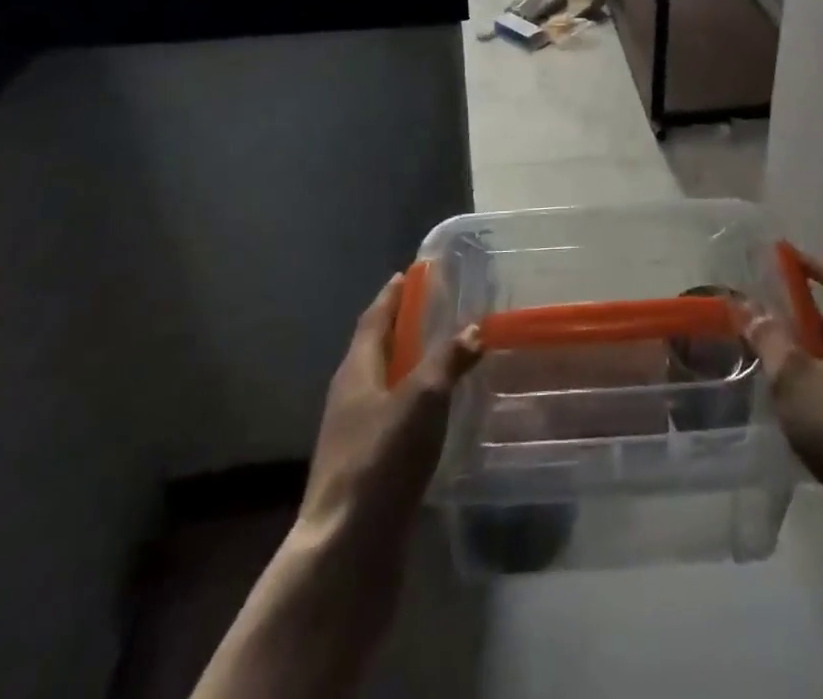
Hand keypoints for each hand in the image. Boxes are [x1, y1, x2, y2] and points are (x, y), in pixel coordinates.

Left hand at [297, 273, 481, 550]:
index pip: (374, 318)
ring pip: (384, 384)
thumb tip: (474, 327)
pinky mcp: (366, 466)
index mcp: (356, 369)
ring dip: (410, 366)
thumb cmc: (382, 458)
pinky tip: (437, 413)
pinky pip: (392, 417)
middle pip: (377, 349)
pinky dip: (413, 402)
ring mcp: (354, 434)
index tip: (410, 274)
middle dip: (404, 327)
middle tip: (437, 310)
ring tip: (444, 356)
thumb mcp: (422, 398)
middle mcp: (350, 395)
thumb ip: (448, 359)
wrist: (348, 548)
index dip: (392, 295)